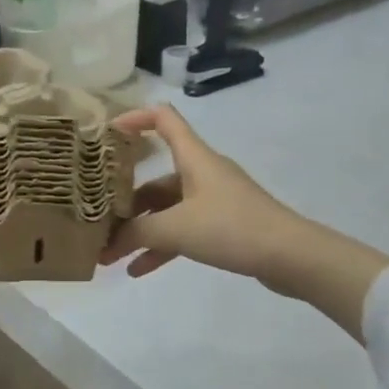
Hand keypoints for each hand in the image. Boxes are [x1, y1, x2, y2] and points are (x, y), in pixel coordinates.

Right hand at [104, 105, 388, 341]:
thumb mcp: (176, 229)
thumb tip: (109, 242)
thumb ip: (137, 233)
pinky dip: (163, 247)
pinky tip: (140, 271)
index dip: (135, 118)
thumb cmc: (231, 228)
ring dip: (141, 231)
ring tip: (111, 256)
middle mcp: (202, 173)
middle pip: (156, 177)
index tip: (106, 134)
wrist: (291, 256)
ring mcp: (214, 200)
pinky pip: (184, 230)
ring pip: (168, 209)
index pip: (164, 119)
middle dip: (125, 201)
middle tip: (97, 221)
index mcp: (194, 158)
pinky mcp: (224, 226)